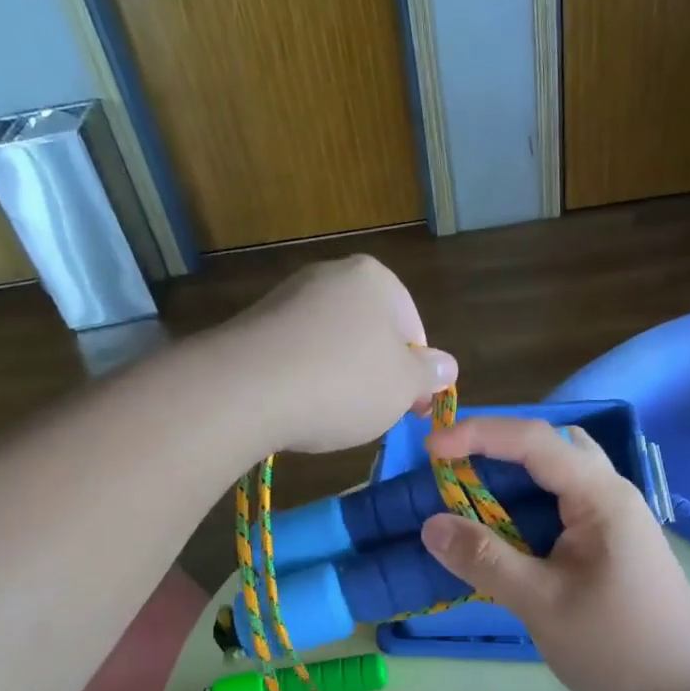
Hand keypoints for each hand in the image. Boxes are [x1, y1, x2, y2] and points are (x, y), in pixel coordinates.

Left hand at [221, 256, 456, 453]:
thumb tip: (445, 365)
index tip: (412, 407)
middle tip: (375, 413)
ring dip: (340, 378)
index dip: (417, 373)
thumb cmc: (343, 383)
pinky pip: (296, 355)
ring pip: (332, 344)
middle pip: (371, 333)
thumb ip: (430, 373)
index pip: (413, 327)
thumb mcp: (404, 385)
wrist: (244, 390)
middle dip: (377, 373)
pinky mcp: (254, 325)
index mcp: (374, 278)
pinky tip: (299, 407)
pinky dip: (304, 380)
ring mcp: (287, 298)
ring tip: (333, 414)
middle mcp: (329, 276)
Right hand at [418, 417, 689, 690]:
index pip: (534, 440)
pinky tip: (506, 533)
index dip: (480, 435)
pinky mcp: (611, 541)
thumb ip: (486, 560)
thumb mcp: (542, 603)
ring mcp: (614, 516)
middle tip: (453, 469)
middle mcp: (610, 493)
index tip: (432, 450)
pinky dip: (528, 504)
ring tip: (471, 498)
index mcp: (600, 496)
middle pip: (551, 445)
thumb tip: (431, 526)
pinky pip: (563, 503)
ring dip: (515, 476)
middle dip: (498, 447)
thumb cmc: (617, 646)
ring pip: (559, 473)